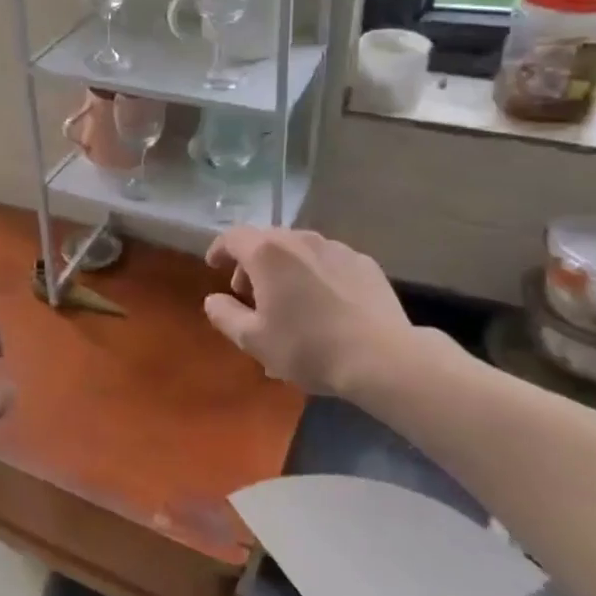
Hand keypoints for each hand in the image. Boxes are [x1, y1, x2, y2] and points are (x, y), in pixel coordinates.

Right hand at [203, 226, 425, 404]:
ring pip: (298, 249)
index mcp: (267, 253)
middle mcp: (300, 240)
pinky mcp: (364, 262)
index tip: (214, 266)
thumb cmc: (308, 347)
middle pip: (266, 240)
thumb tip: (213, 299)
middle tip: (250, 294)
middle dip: (252, 263)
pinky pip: (328, 261)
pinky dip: (315, 273)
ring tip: (289, 299)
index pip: (233, 237)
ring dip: (284, 267)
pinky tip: (324, 303)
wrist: (382, 358)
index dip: (219, 249)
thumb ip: (225, 315)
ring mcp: (336, 248)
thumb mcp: (254, 340)